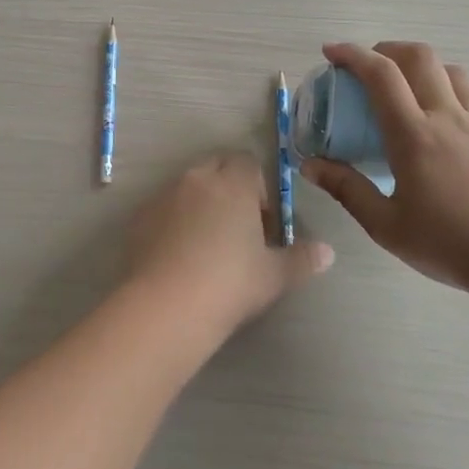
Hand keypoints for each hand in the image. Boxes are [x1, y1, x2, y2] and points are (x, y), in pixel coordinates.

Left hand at [124, 153, 333, 330]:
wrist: (167, 305)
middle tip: (237, 228)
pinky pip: (162, 208)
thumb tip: (328, 252)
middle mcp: (197, 179)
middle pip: (216, 166)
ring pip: (187, 186)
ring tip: (206, 244)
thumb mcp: (274, 276)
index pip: (248, 163)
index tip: (262, 221)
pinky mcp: (139, 216)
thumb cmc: (230, 284)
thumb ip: (302, 259)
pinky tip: (177, 256)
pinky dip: (172, 220)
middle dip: (228, 187)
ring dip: (199, 202)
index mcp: (233, 184)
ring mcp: (163, 195)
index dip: (258, 187)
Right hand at [300, 42, 468, 289]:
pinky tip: (444, 112)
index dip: (352, 54)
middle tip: (367, 66)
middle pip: (420, 57)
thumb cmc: (449, 243)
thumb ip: (346, 189)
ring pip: (451, 70)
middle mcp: (447, 116)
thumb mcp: (385, 225)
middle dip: (387, 49)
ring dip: (422, 66)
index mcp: (414, 134)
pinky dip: (451, 88)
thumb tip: (309, 165)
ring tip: (406, 86)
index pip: (381, 75)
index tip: (331, 52)